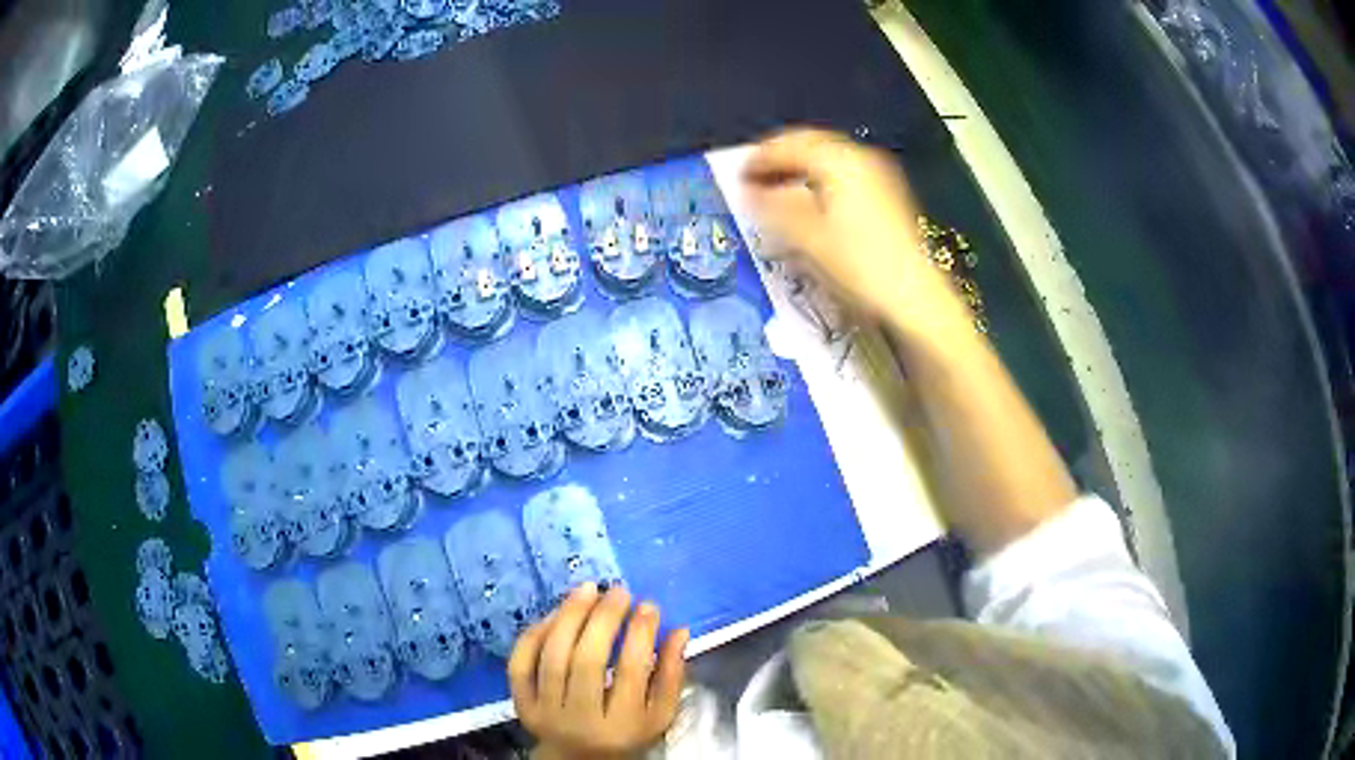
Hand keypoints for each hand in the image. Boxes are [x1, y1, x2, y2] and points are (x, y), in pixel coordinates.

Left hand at [509, 584, 689, 759]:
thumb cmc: (626, 734)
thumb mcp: (658, 715)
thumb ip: (671, 676)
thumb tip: (680, 630)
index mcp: (621, 725)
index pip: (630, 672)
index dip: (640, 634)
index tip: (649, 605)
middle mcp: (579, 719)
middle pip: (586, 661)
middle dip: (603, 619)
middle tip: (618, 591)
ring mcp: (545, 711)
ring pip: (552, 657)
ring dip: (569, 617)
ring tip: (587, 589)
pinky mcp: (521, 703)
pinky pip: (521, 663)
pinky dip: (534, 635)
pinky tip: (554, 614)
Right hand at [742, 128, 971, 340]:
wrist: (914, 297)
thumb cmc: (859, 266)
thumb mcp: (807, 238)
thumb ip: (773, 208)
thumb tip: (746, 191)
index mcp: (839, 161)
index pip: (790, 144)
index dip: (760, 158)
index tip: (737, 175)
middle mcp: (861, 158)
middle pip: (811, 144)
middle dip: (780, 159)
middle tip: (754, 179)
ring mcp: (879, 175)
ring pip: (828, 158)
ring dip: (799, 168)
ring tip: (777, 191)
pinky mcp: (887, 194)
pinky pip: (844, 173)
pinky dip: (820, 179)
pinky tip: (811, 202)